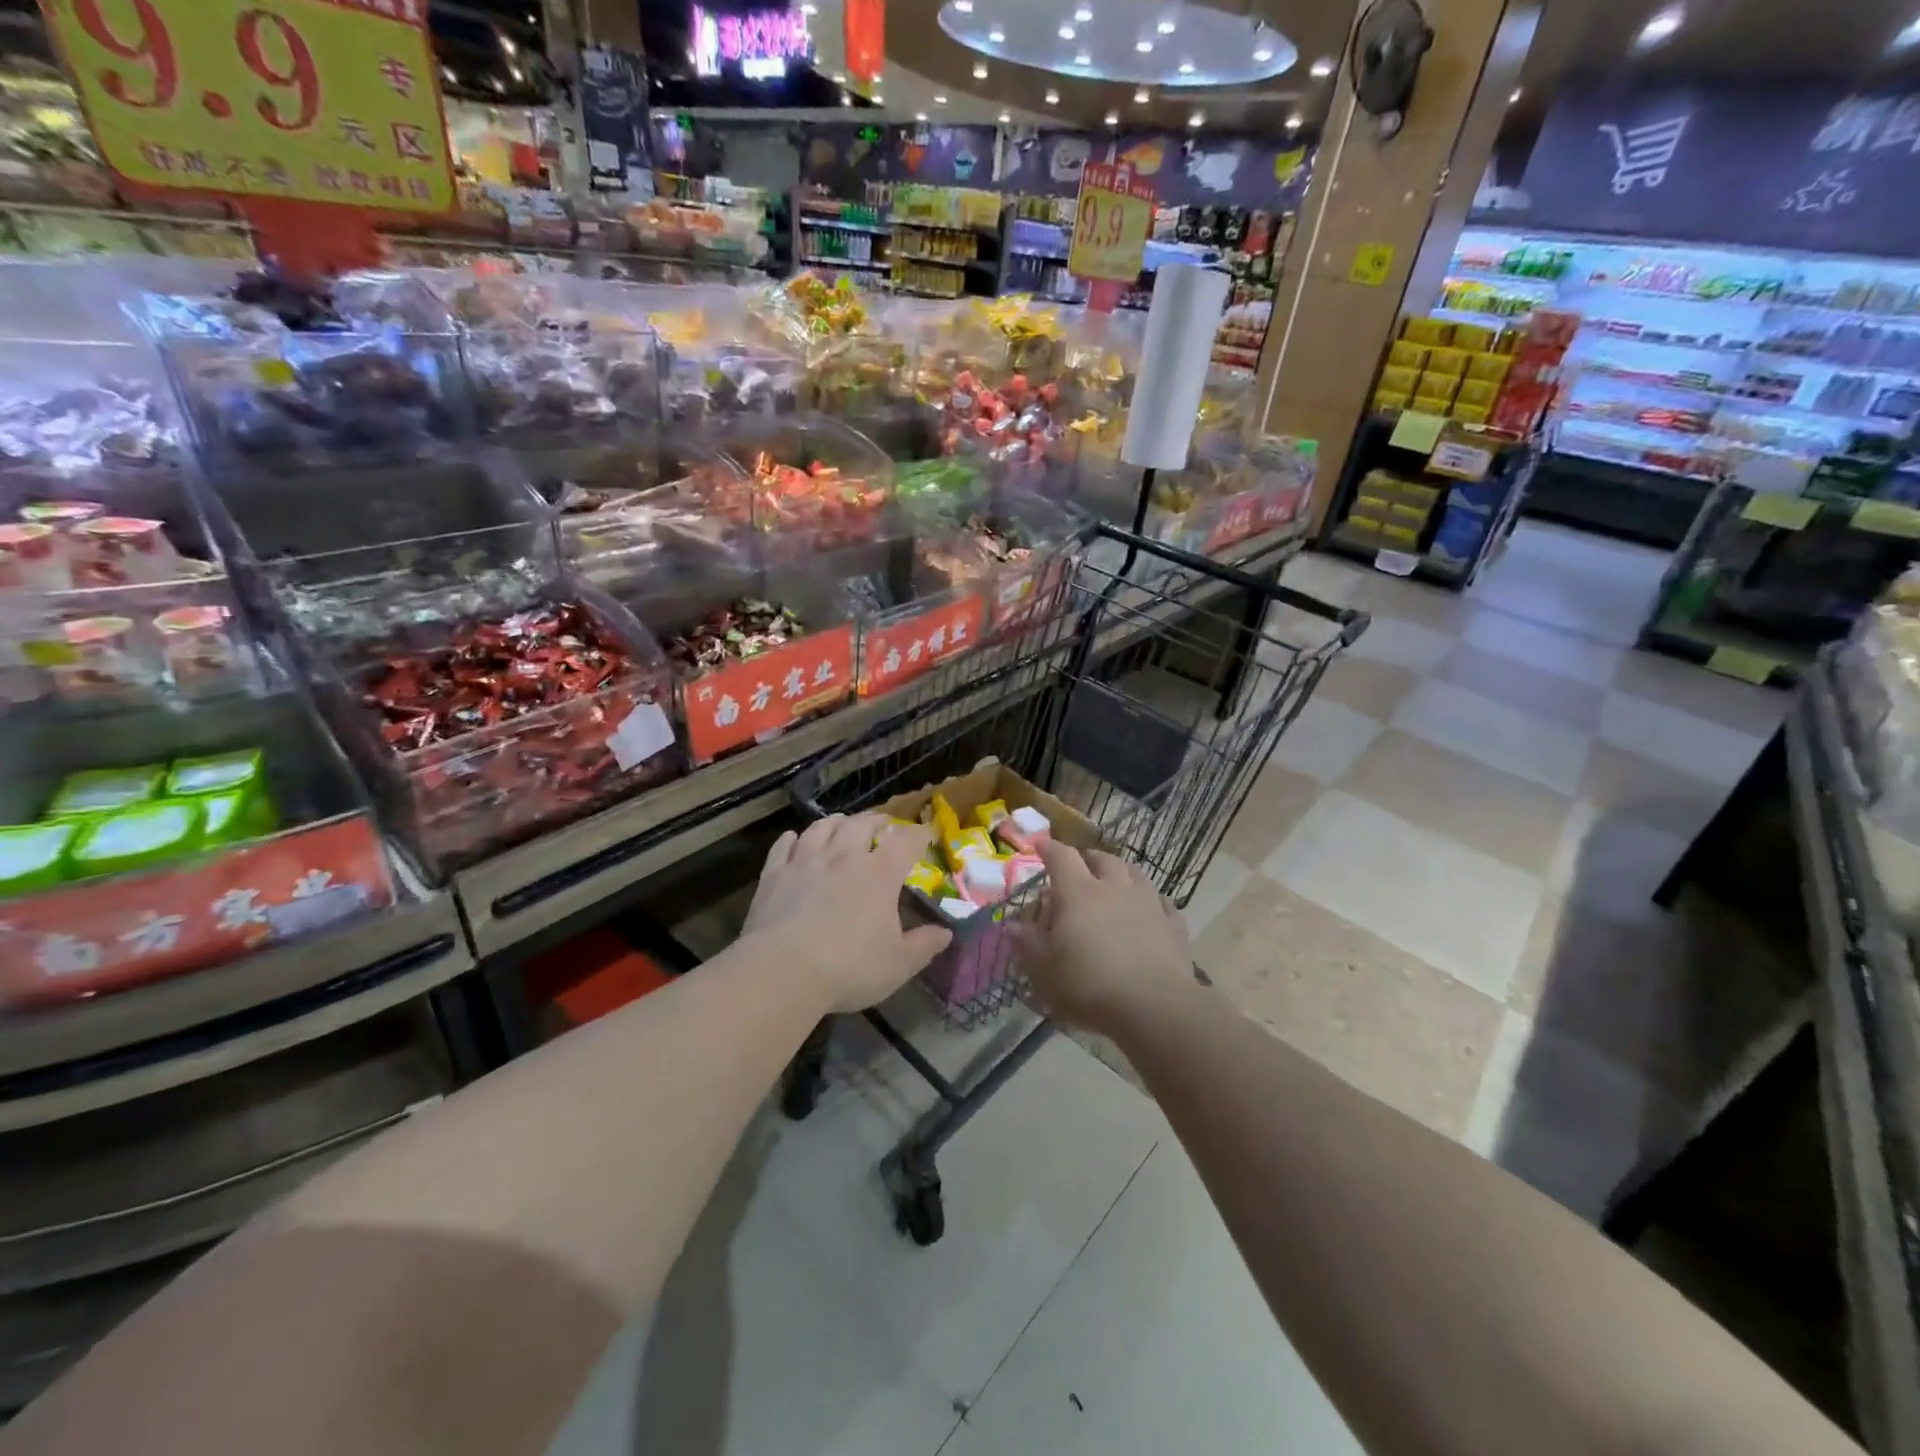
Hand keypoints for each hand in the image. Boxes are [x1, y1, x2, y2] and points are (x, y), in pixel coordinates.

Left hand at [742, 813, 951, 1013]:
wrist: (780, 972)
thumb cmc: (848, 968)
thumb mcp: (898, 964)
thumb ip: (924, 945)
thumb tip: (946, 933)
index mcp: (879, 874)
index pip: (905, 842)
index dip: (919, 834)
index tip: (926, 834)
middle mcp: (843, 857)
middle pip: (861, 824)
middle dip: (876, 820)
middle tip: (883, 824)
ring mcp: (805, 862)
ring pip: (822, 827)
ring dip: (837, 822)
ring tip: (842, 824)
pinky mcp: (773, 874)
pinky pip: (783, 845)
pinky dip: (793, 838)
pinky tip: (794, 840)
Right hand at [1014, 840, 1194, 1037]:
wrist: (1154, 1006)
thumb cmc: (1089, 984)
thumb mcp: (1045, 969)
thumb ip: (1028, 944)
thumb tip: (1011, 926)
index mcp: (1079, 893)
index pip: (1061, 857)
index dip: (1049, 848)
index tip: (1040, 844)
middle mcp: (1115, 888)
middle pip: (1102, 859)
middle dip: (1088, 858)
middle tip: (1079, 865)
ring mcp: (1148, 903)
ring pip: (1135, 874)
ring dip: (1121, 873)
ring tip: (1114, 881)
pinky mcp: (1173, 925)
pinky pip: (1162, 902)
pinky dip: (1151, 901)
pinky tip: (1150, 910)